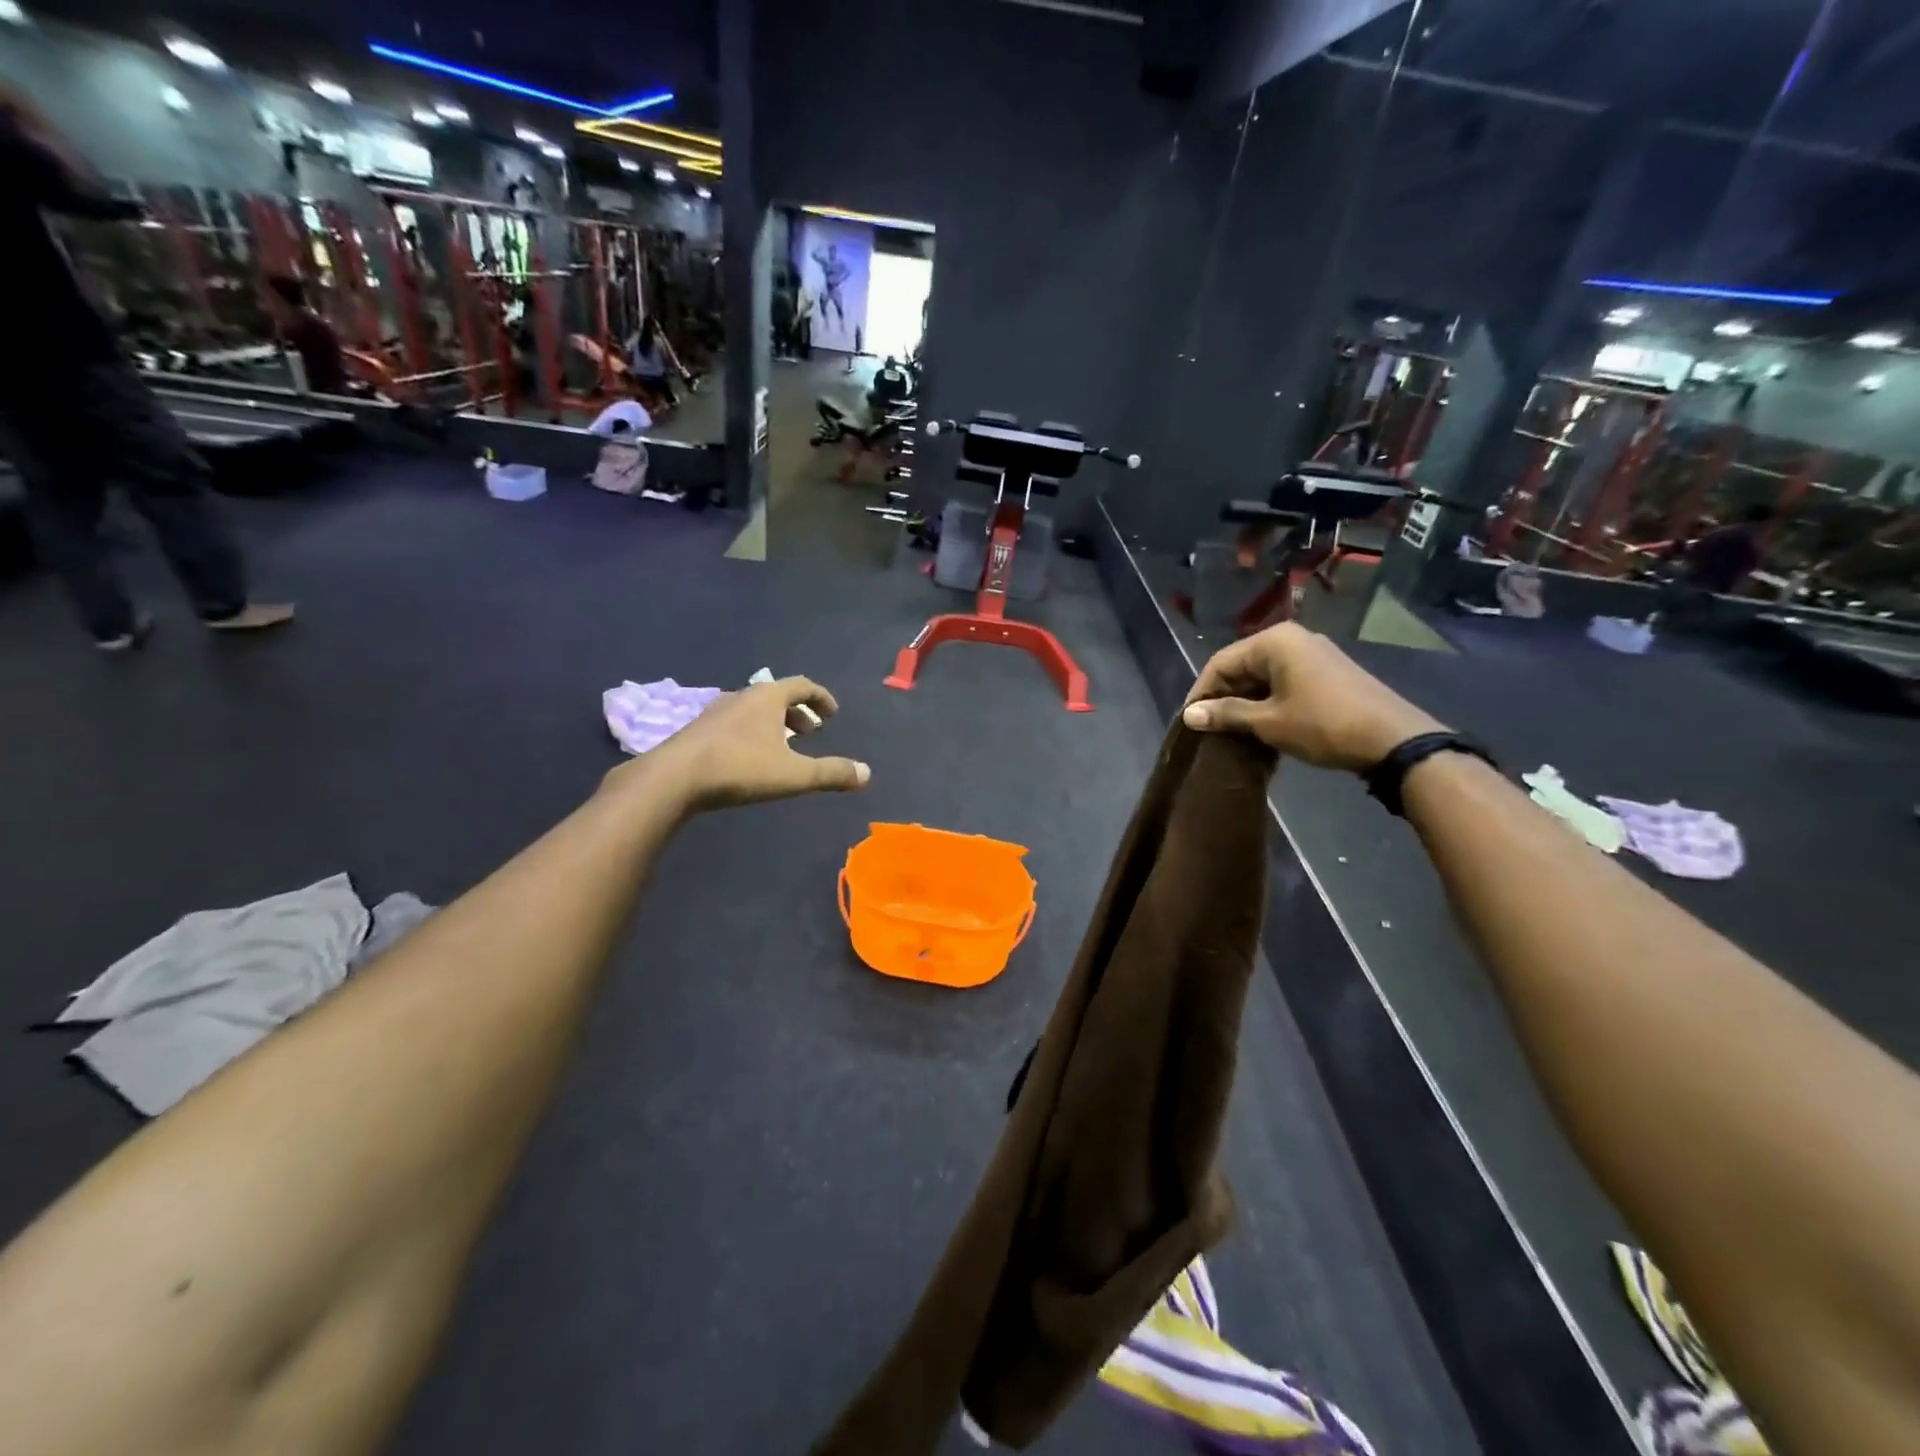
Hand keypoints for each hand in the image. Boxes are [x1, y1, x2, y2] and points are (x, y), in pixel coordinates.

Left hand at [620, 676, 870, 811]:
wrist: (674, 778)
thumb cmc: (741, 768)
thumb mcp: (794, 774)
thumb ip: (831, 773)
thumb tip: (866, 774)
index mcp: (768, 697)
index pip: (802, 685)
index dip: (821, 698)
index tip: (832, 713)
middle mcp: (742, 696)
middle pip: (776, 696)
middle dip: (797, 713)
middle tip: (809, 732)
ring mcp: (715, 711)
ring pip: (752, 710)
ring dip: (772, 723)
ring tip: (781, 746)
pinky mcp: (697, 730)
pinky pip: (733, 723)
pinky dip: (750, 733)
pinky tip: (748, 757)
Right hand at [1181, 624, 1445, 770]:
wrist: (1393, 740)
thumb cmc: (1323, 725)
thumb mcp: (1268, 722)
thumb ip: (1226, 714)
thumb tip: (1189, 715)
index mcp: (1274, 642)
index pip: (1220, 663)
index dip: (1201, 693)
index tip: (1190, 723)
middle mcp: (1292, 639)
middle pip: (1241, 666)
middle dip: (1223, 697)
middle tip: (1209, 729)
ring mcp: (1313, 654)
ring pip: (1262, 675)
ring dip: (1244, 702)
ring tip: (1230, 732)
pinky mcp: (1327, 672)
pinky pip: (1283, 681)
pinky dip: (1267, 701)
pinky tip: (1260, 726)